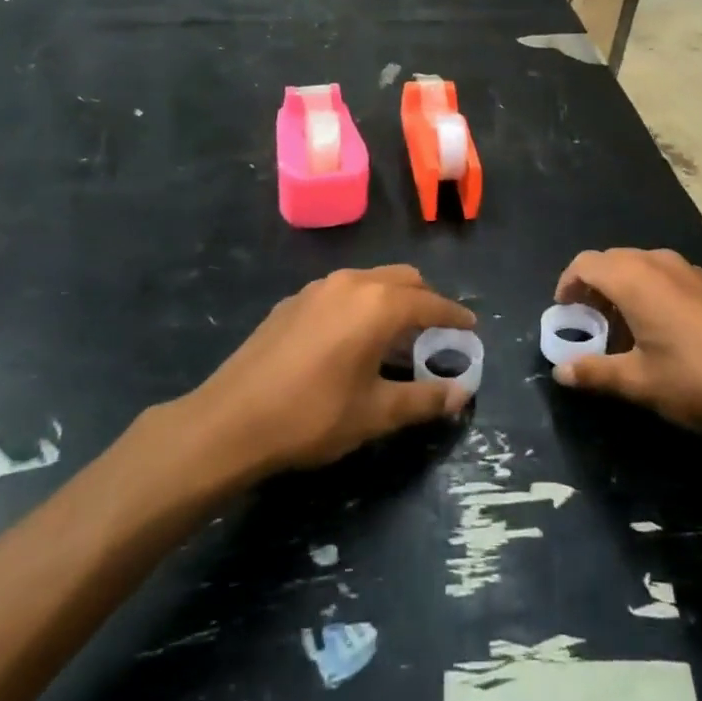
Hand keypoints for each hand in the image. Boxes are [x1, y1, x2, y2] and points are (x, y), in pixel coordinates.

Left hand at [194, 265, 475, 473]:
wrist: (230, 421)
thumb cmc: (312, 416)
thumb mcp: (375, 413)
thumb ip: (423, 399)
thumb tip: (461, 394)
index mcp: (378, 304)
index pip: (431, 303)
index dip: (455, 316)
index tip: (471, 328)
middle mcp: (352, 282)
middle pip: (403, 279)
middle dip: (426, 301)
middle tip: (436, 333)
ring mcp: (318, 288)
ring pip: (370, 281)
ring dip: (392, 301)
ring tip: (396, 338)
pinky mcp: (293, 301)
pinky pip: (342, 292)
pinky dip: (361, 305)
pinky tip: (351, 340)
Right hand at [550, 248, 701, 435]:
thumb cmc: (696, 378)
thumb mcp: (639, 381)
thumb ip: (595, 372)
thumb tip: (561, 372)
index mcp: (633, 278)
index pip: (585, 264)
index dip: (567, 285)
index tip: (564, 313)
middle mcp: (658, 262)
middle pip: (612, 261)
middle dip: (594, 288)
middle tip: (590, 324)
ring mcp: (689, 269)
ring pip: (641, 267)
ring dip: (623, 290)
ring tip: (624, 331)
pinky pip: (667, 276)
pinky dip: (650, 293)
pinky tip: (663, 331)